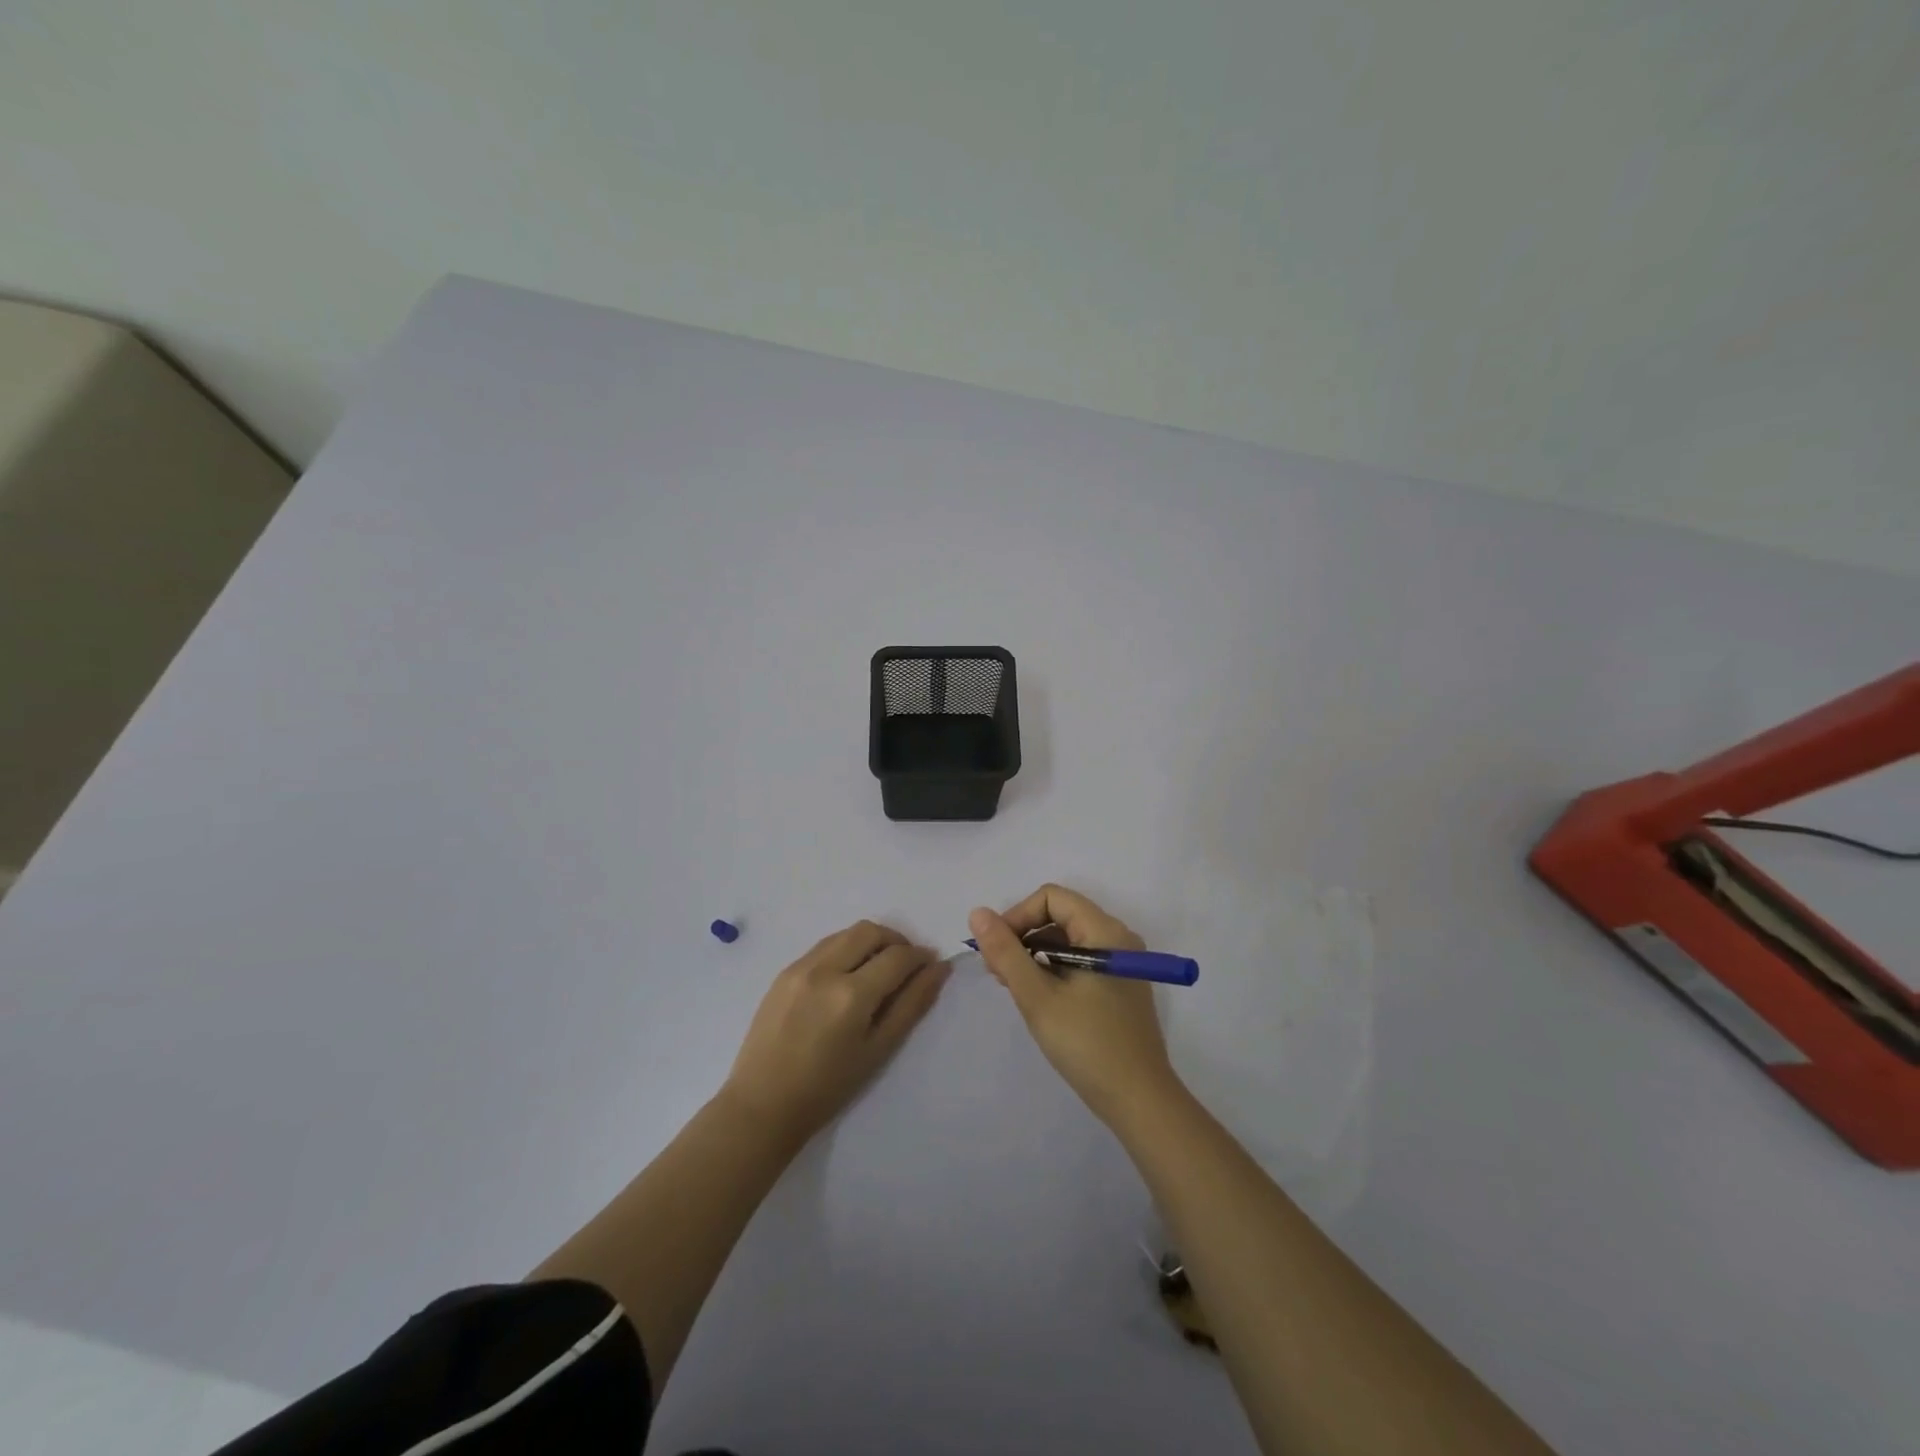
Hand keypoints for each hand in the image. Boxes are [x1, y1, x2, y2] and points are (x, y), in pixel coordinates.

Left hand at [721, 920, 951, 1146]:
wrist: (763, 1105)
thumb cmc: (827, 1088)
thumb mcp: (878, 1050)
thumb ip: (912, 1005)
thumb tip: (939, 969)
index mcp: (851, 995)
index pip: (897, 957)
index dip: (920, 957)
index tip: (931, 965)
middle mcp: (825, 970)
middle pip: (870, 931)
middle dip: (896, 941)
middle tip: (906, 965)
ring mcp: (800, 967)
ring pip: (845, 933)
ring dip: (869, 942)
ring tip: (877, 970)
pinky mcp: (783, 972)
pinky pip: (823, 946)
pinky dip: (844, 950)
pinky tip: (846, 978)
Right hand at [969, 885, 1180, 1126]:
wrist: (1140, 1102)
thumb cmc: (1088, 1044)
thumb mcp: (1038, 997)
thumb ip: (1006, 952)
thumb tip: (978, 914)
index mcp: (1105, 932)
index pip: (1052, 898)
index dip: (1018, 915)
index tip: (997, 949)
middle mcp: (1118, 939)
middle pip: (1060, 916)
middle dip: (1023, 936)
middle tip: (998, 972)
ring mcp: (1122, 964)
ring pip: (1068, 940)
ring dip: (1035, 955)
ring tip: (1013, 987)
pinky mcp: (1120, 987)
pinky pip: (1080, 961)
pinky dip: (1054, 970)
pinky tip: (1038, 998)